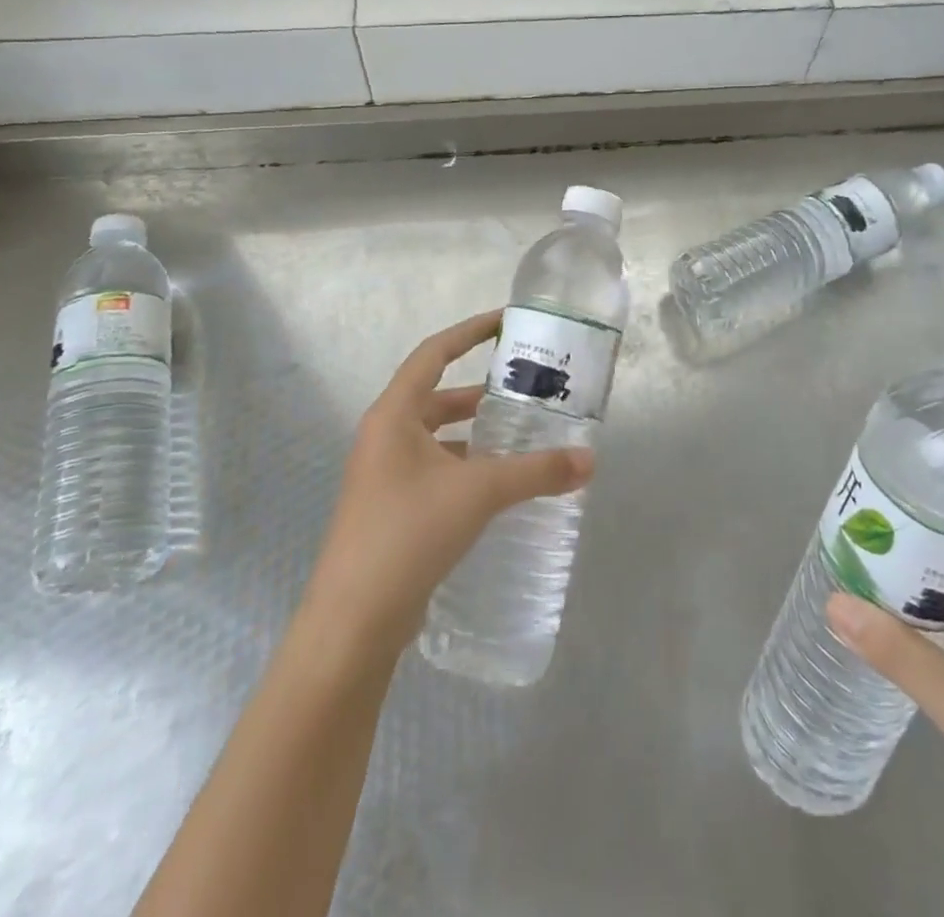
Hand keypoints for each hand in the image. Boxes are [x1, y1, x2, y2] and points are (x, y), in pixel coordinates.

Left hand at [299, 310, 595, 662]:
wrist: (353, 621)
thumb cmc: (408, 533)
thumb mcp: (478, 492)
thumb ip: (536, 472)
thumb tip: (590, 460)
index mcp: (394, 415)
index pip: (434, 353)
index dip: (470, 331)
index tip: (507, 322)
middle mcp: (385, 437)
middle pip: (438, 396)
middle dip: (483, 392)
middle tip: (528, 390)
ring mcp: (386, 475)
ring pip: (439, 437)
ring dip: (477, 433)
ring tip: (524, 436)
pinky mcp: (394, 509)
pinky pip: (438, 470)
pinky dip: (469, 467)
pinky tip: (501, 485)